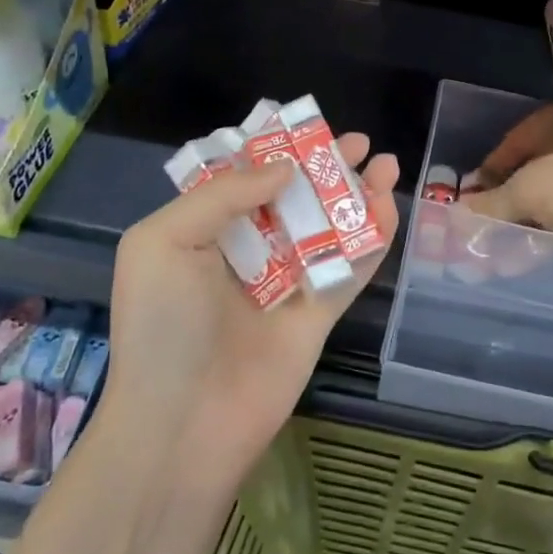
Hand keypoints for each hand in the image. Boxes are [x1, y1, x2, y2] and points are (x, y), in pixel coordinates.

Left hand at [92, 134, 399, 493]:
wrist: (184, 426)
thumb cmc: (164, 326)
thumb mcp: (163, 243)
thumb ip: (223, 195)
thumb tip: (284, 170)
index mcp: (205, 232)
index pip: (246, 178)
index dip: (277, 150)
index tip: (307, 127)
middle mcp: (249, 251)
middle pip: (296, 197)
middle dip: (326, 167)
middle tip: (360, 144)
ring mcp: (288, 282)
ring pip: (330, 227)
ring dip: (358, 195)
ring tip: (387, 165)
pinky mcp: (320, 312)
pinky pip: (352, 267)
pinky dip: (374, 237)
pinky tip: (389, 207)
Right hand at [460, 102, 552, 239]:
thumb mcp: (523, 195)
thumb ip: (490, 202)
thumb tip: (462, 209)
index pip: (509, 144)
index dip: (489, 174)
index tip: (476, 203)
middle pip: (535, 160)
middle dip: (516, 190)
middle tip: (502, 218)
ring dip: (543, 202)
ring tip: (530, 229)